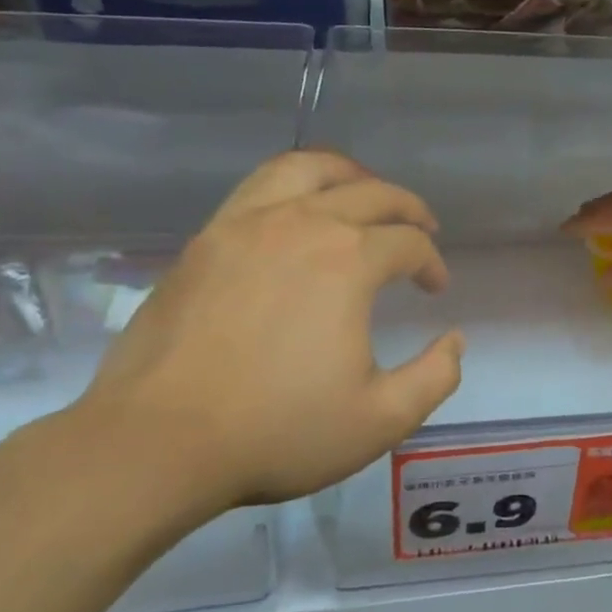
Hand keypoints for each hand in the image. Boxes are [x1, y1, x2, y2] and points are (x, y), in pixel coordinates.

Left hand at [69, 152, 464, 512]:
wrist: (156, 442)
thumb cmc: (276, 431)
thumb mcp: (379, 419)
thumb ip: (434, 377)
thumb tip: (455, 341)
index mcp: (348, 261)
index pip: (409, 243)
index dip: (432, 263)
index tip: (435, 289)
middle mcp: (302, 223)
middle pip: (371, 193)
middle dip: (408, 209)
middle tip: (422, 230)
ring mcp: (246, 225)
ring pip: (309, 169)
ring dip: (350, 176)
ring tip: (364, 194)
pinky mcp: (205, 239)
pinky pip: (259, 186)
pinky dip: (295, 185)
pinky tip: (298, 214)